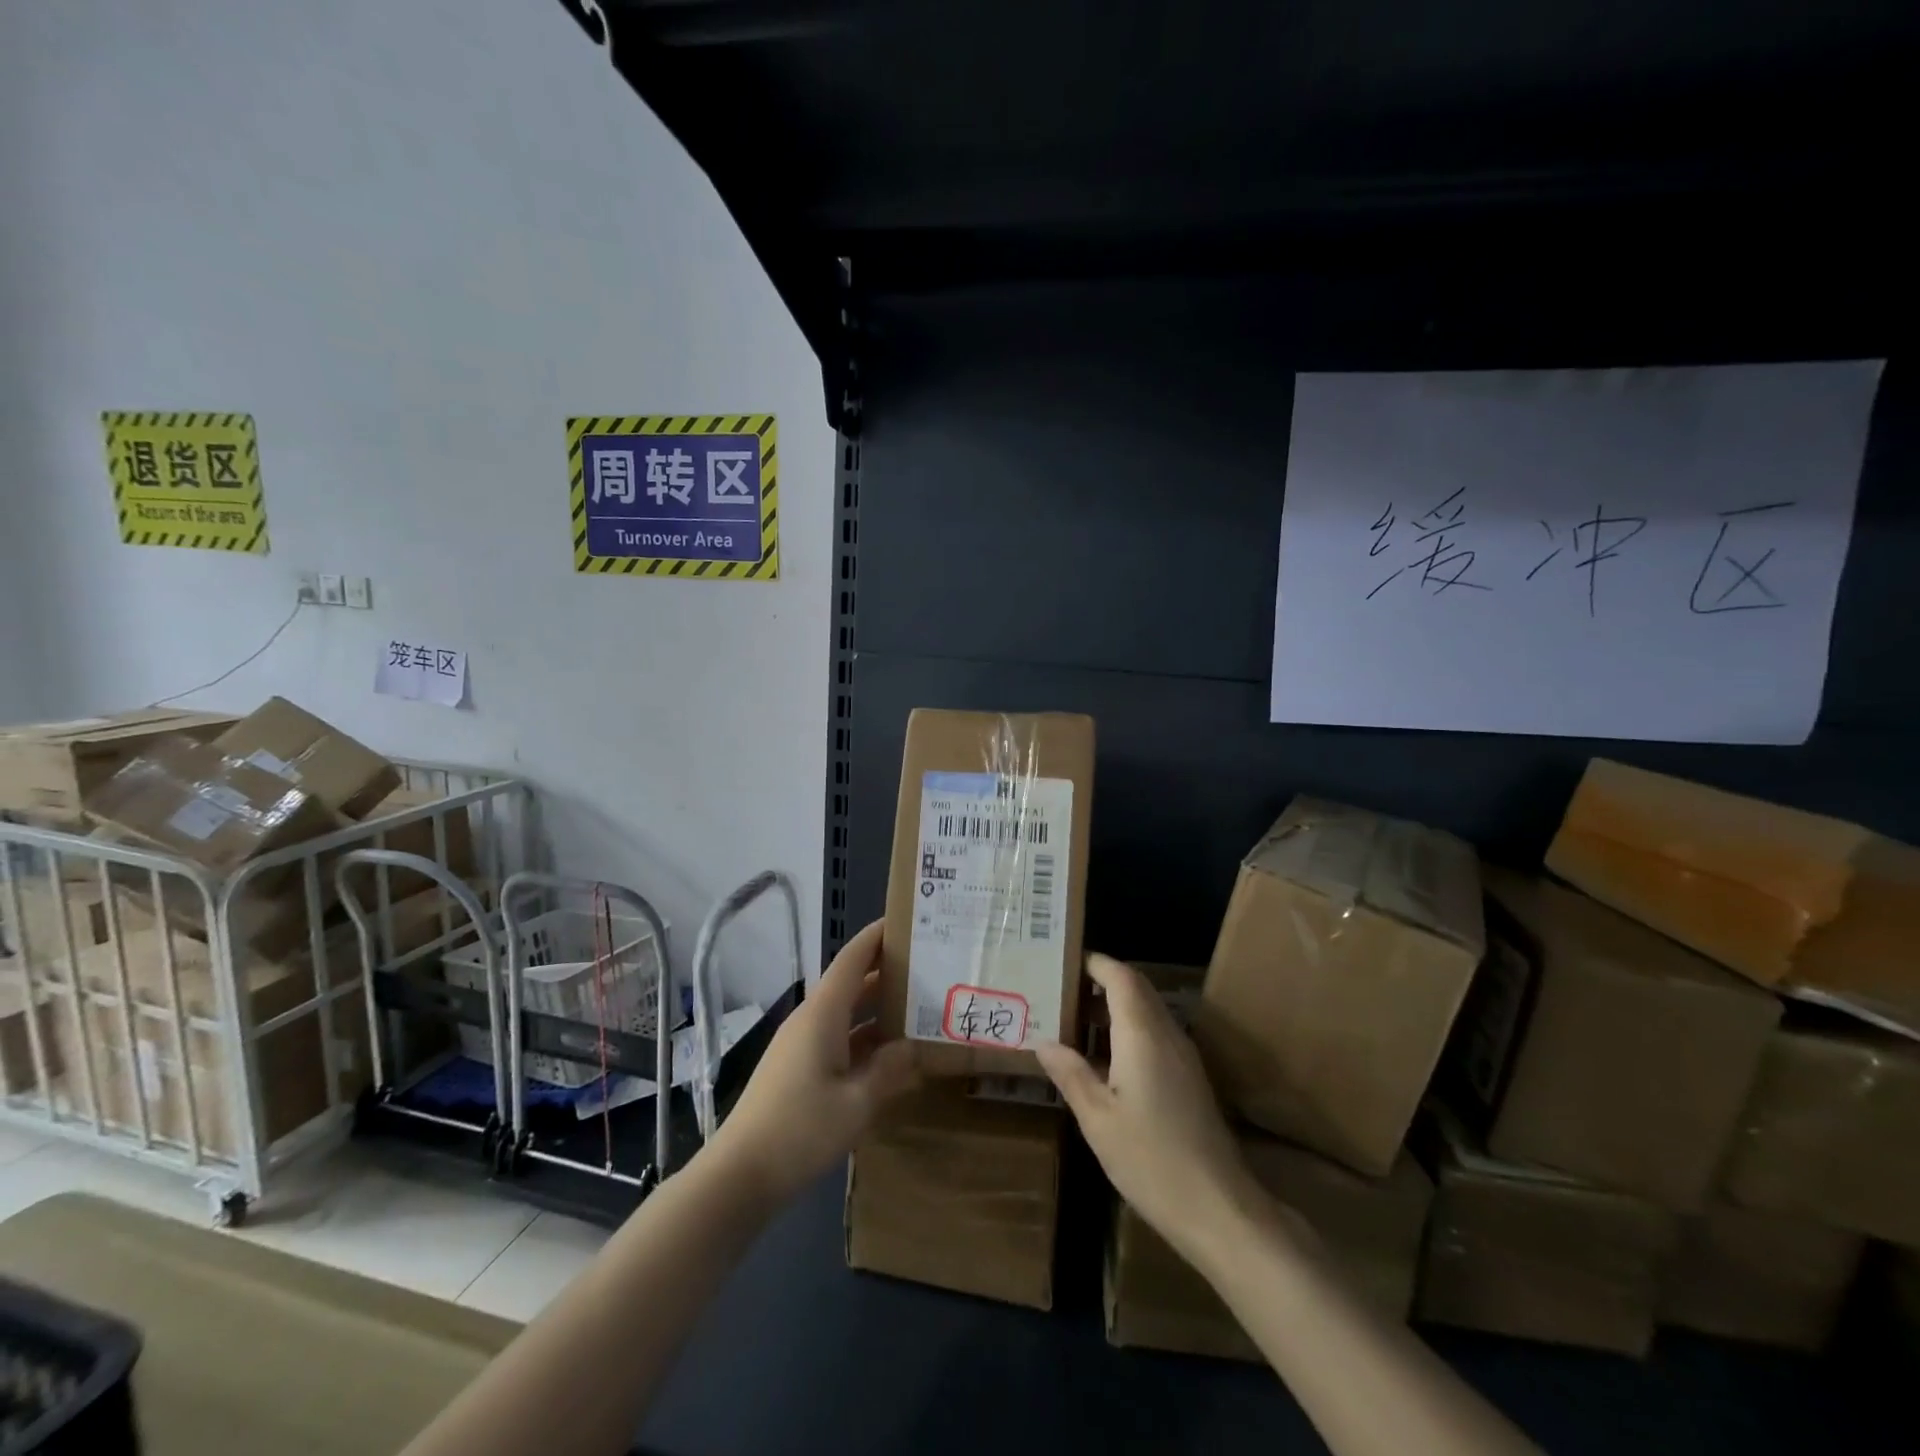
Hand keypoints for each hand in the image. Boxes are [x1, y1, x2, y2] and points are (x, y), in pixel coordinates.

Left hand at [708, 919, 918, 1208]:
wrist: (739, 1176)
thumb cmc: (800, 1130)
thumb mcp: (856, 1103)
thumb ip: (889, 1070)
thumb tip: (914, 1046)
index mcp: (822, 1014)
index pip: (852, 959)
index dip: (877, 937)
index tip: (907, 921)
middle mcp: (811, 1020)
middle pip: (852, 983)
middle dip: (887, 971)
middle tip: (929, 966)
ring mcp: (802, 1046)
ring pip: (847, 1014)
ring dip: (879, 1008)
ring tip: (920, 1006)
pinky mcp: (799, 1070)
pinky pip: (839, 1040)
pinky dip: (866, 1039)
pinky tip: (891, 1055)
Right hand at [1036, 954, 1266, 1264]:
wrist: (1220, 1209)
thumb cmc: (1151, 1160)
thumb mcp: (1098, 1119)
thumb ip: (1071, 1074)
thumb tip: (1044, 1041)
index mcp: (1142, 1035)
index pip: (1121, 977)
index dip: (1096, 963)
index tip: (1065, 961)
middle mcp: (1167, 1035)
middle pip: (1137, 989)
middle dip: (1102, 981)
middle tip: (1062, 988)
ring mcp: (1184, 1057)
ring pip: (1148, 1012)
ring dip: (1115, 1007)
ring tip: (1075, 1019)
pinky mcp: (1190, 1079)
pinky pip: (1156, 1035)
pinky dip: (1128, 1030)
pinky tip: (1104, 1059)